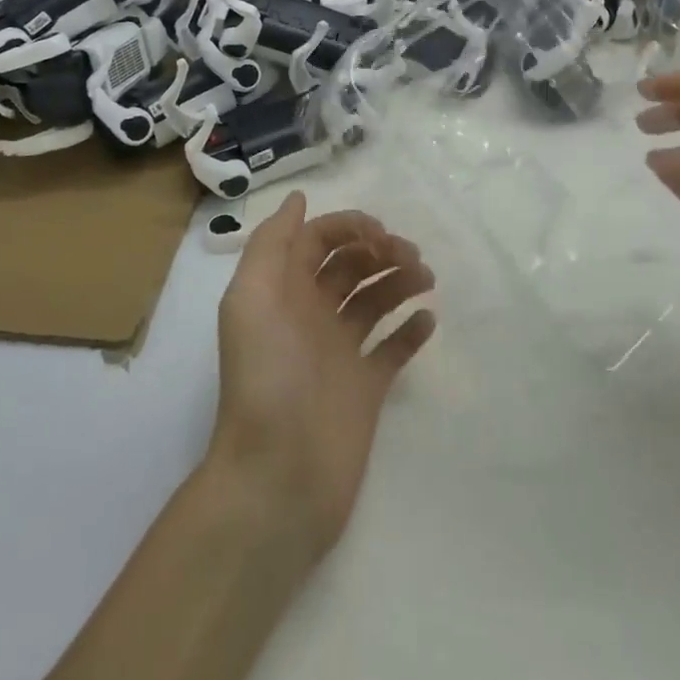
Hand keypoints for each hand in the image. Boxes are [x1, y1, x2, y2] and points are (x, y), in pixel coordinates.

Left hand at [208, 192, 436, 559]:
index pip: (318, 241)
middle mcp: (311, 315)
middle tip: (410, 257)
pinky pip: (394, 349)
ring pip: (375, 300)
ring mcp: (340, 352)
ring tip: (425, 279)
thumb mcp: (251, 300)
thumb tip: (297, 200)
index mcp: (283, 292)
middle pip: (351, 266)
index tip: (381, 234)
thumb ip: (271, 245)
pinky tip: (428, 319)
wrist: (278, 479)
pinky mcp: (366, 388)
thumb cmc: (265, 380)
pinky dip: (412, 330)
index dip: (349, 228)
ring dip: (401, 281)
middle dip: (380, 251)